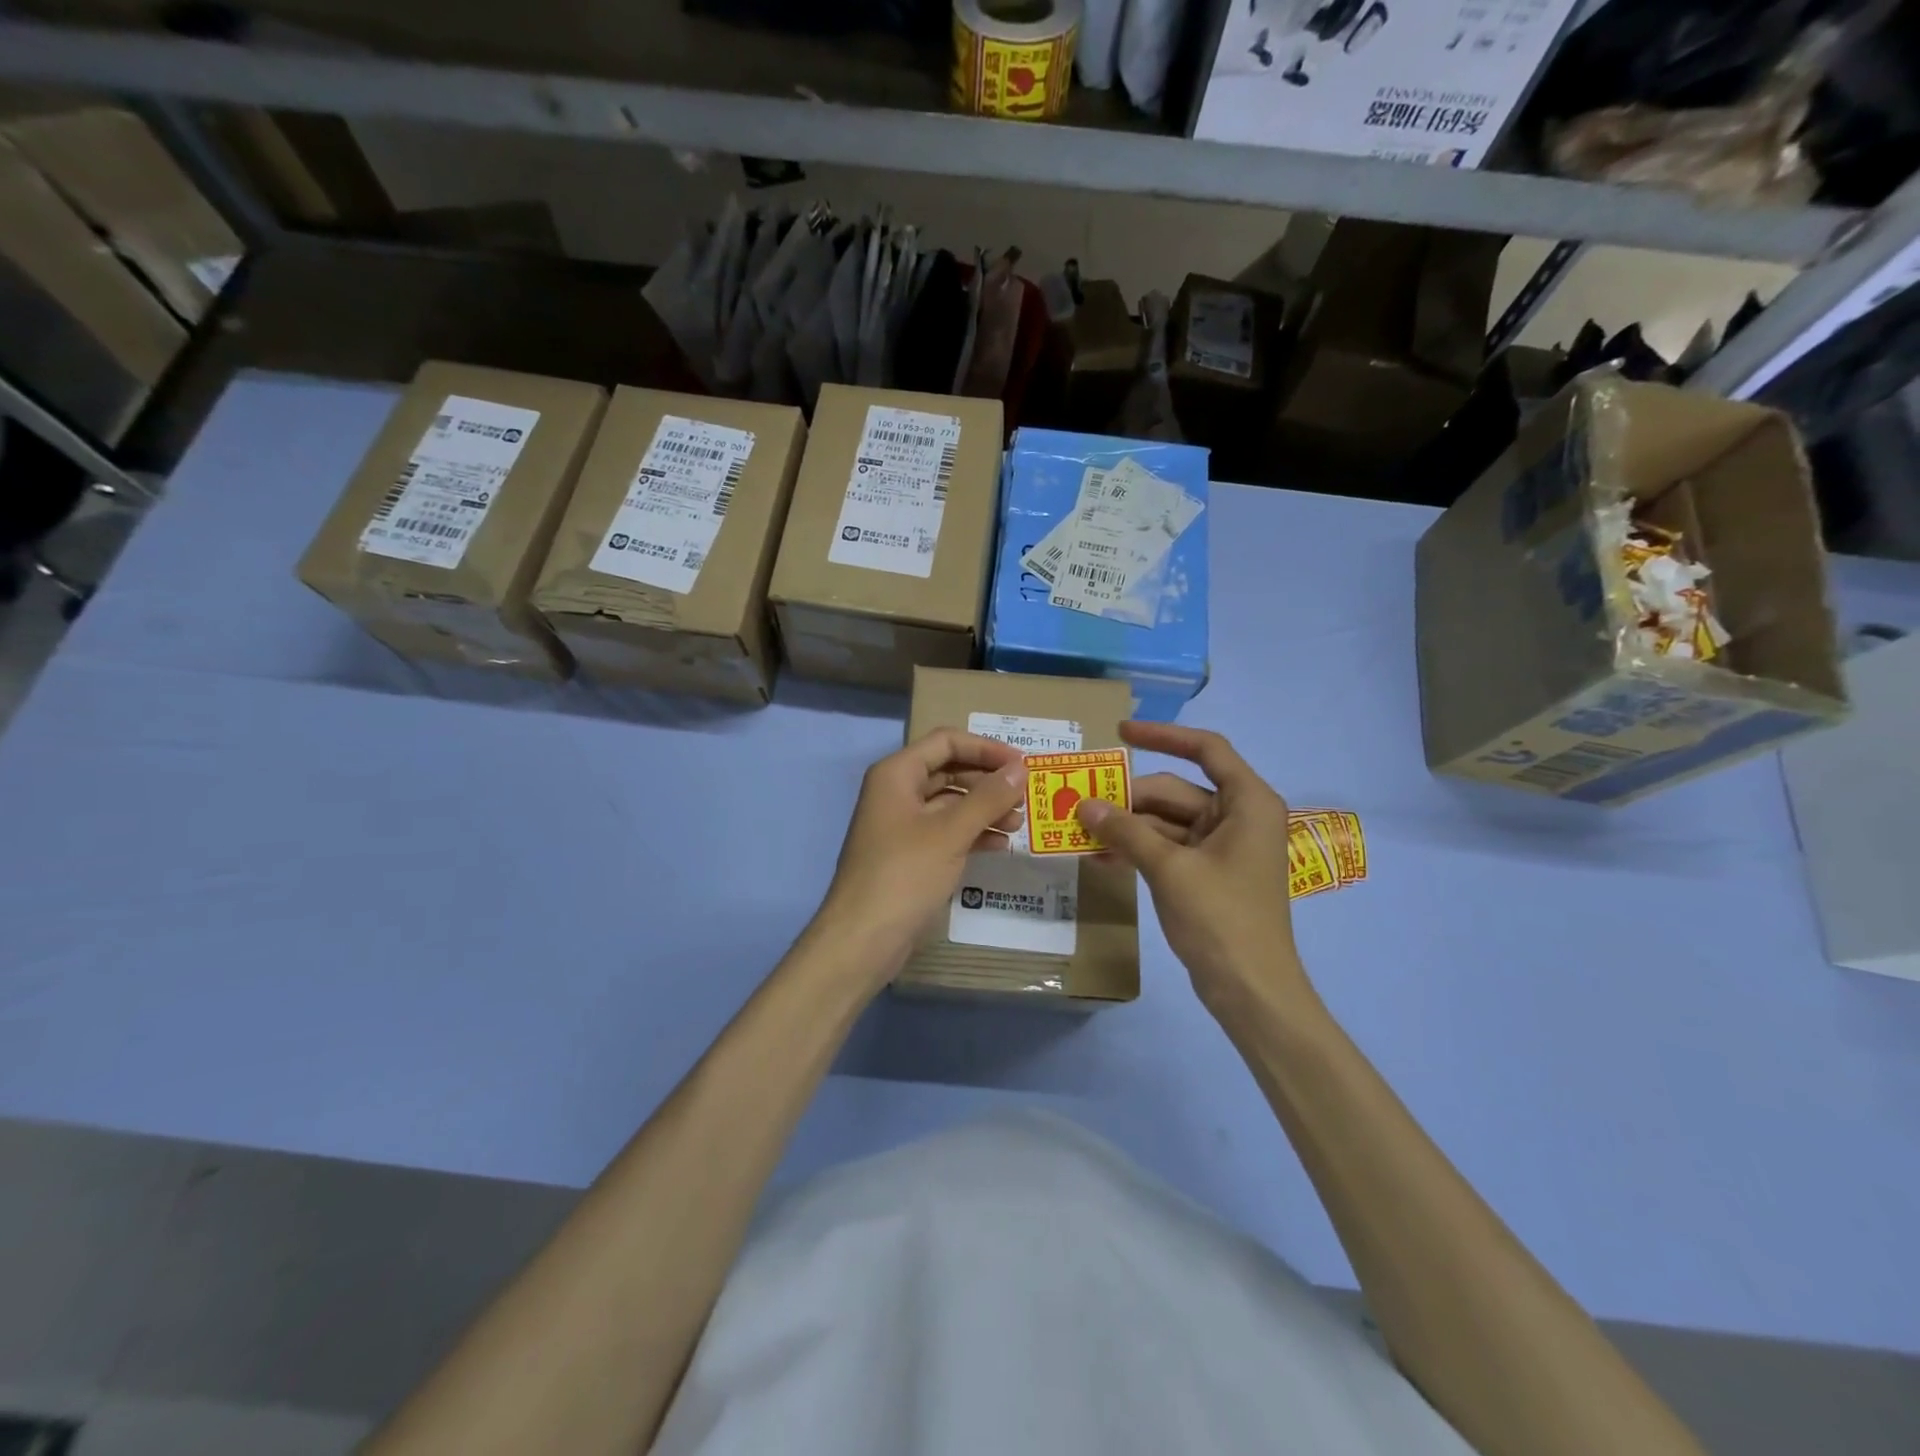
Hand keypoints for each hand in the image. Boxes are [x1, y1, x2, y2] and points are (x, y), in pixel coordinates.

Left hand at [816, 729, 1028, 978]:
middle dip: (989, 782)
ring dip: (985, 809)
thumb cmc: (904, 875)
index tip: (1023, 765)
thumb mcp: (951, 832)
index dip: (986, 748)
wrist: (863, 939)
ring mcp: (902, 825)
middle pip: (950, 770)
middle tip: (1026, 798)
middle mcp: (897, 792)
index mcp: (897, 774)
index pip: (947, 741)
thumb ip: (988, 797)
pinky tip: (1000, 846)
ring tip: (1018, 825)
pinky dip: (973, 834)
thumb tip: (1021, 768)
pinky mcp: (910, 855)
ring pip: (951, 804)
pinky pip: (947, 832)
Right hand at [1075, 722, 1313, 1014]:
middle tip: (1079, 803)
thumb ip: (1126, 832)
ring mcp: (1221, 846)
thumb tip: (1084, 805)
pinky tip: (1100, 857)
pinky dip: (1137, 849)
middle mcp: (1237, 816)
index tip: (1120, 733)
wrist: (1251, 990)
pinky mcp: (1206, 873)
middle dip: (1129, 797)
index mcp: (1247, 802)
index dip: (1162, 735)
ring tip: (1080, 831)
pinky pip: (1166, 847)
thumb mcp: (1169, 869)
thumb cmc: (1221, 919)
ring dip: (1126, 827)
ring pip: (1165, 821)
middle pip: (1175, 790)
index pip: (1206, 749)